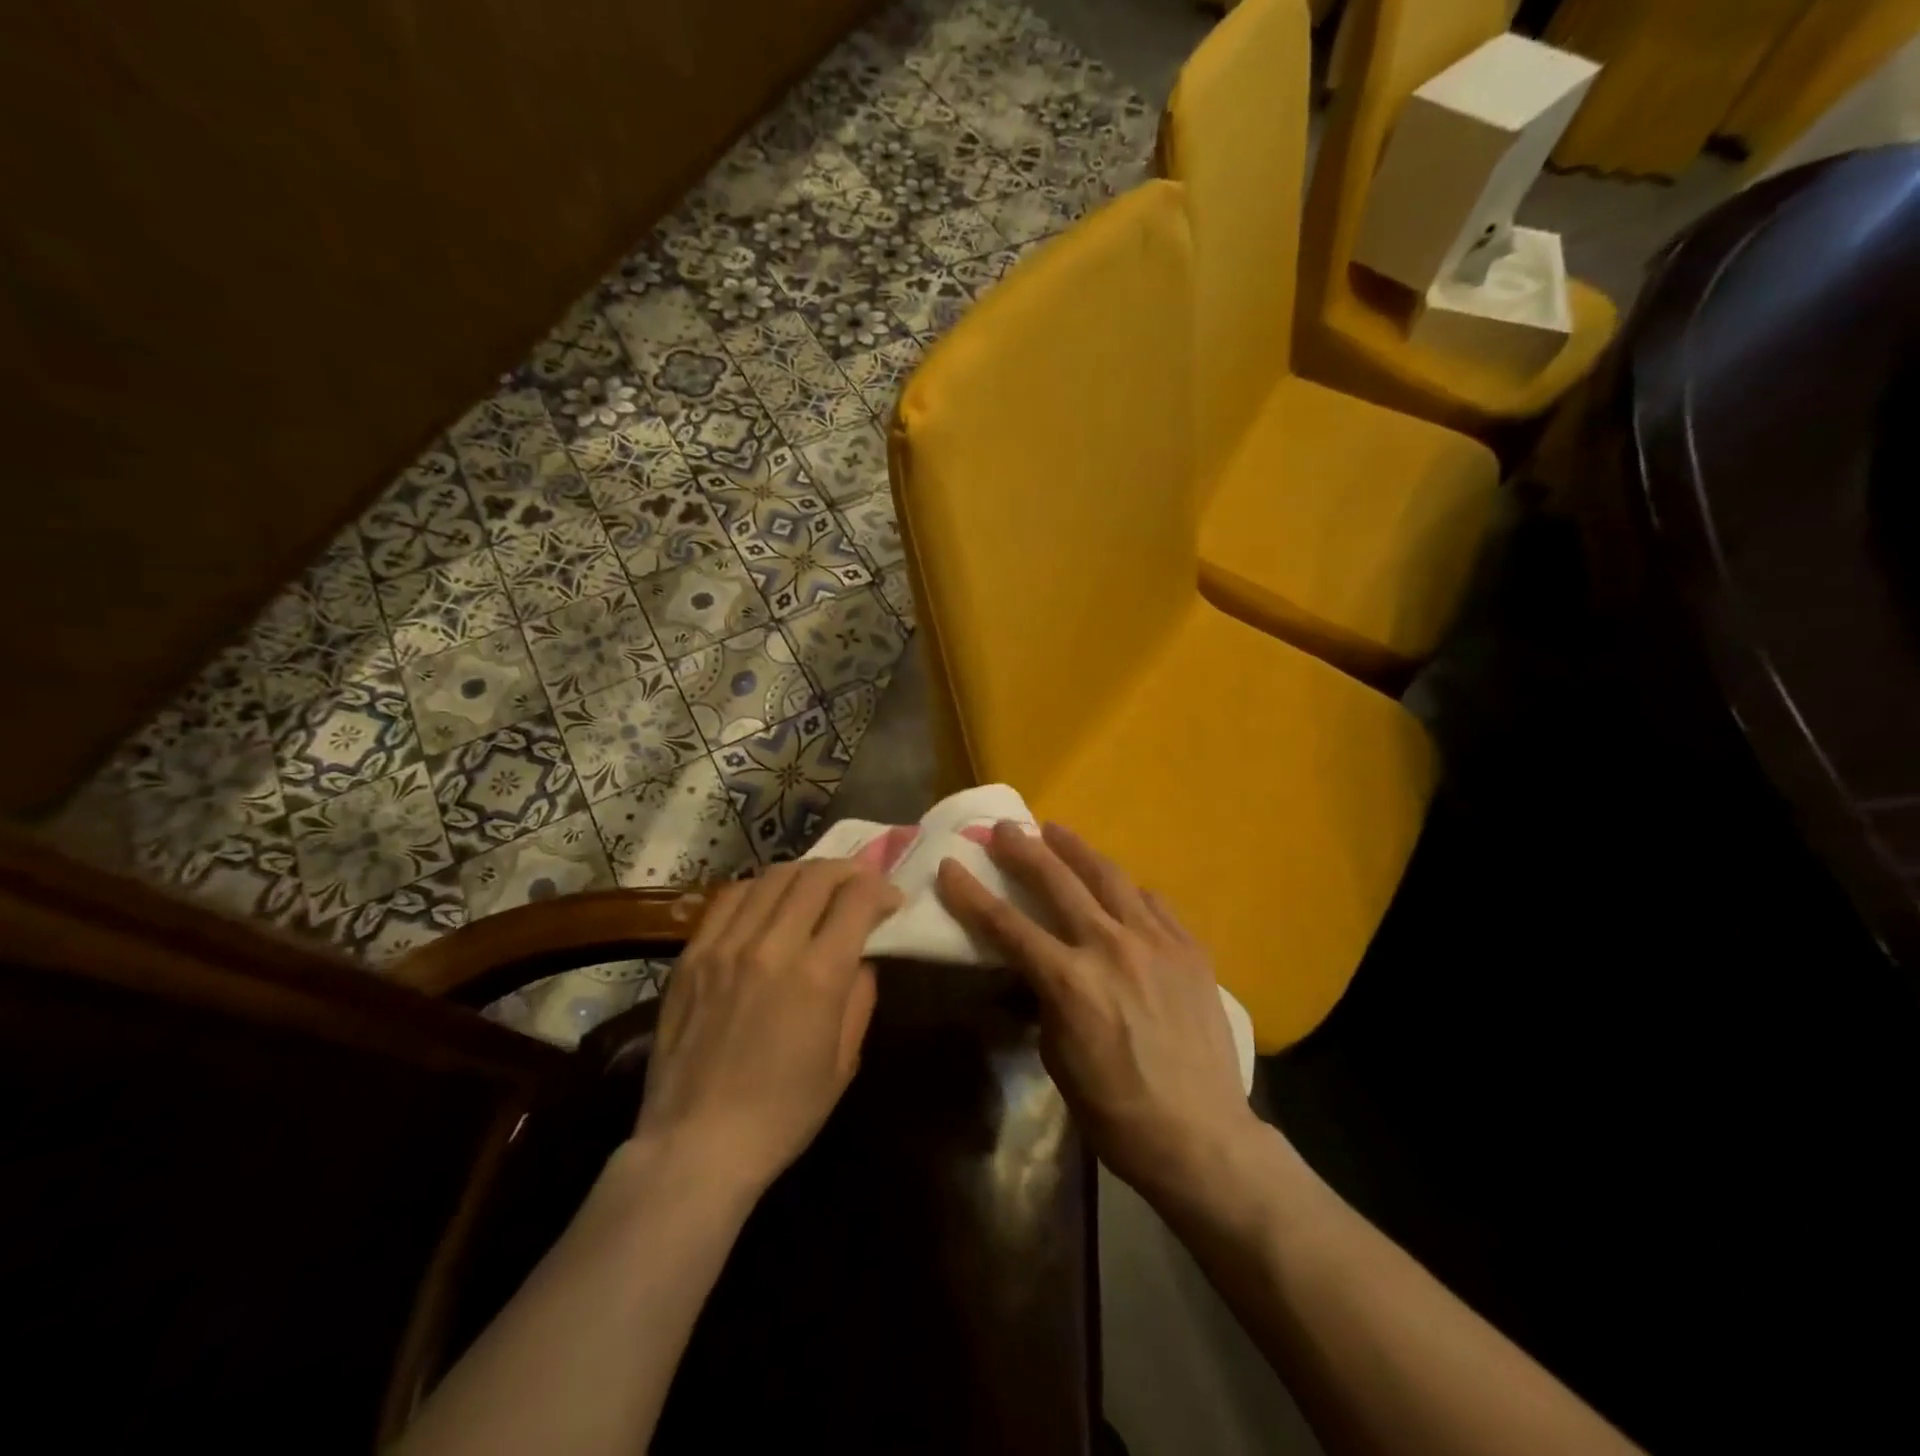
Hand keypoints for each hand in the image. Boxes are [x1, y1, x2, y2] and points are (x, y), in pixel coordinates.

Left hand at [632, 861, 903, 1198]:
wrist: (697, 1145)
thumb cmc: (783, 1113)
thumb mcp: (844, 1061)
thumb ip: (859, 997)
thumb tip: (861, 957)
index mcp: (818, 975)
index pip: (857, 898)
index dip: (881, 889)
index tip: (891, 899)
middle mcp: (773, 946)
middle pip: (817, 876)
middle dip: (849, 871)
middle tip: (860, 885)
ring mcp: (726, 946)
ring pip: (773, 877)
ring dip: (806, 873)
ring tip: (817, 887)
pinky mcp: (693, 954)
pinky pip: (730, 897)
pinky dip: (759, 888)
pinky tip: (769, 901)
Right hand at [935, 822, 1259, 1202]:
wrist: (1201, 1135)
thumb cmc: (1116, 1111)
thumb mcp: (1058, 1057)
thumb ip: (1047, 999)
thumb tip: (1039, 969)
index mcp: (1069, 981)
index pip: (1007, 925)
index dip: (972, 894)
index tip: (951, 866)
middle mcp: (1110, 947)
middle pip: (1058, 882)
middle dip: (1024, 851)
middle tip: (1005, 828)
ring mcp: (1156, 942)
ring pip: (1109, 877)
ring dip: (1077, 850)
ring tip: (1057, 832)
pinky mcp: (1190, 949)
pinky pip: (1154, 903)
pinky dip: (1129, 890)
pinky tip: (1120, 886)